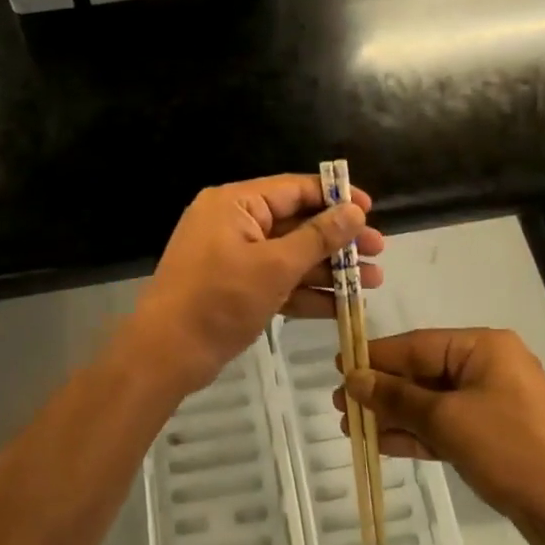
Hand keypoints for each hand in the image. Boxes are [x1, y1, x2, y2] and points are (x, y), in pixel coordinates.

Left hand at [132, 175, 384, 394]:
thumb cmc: (219, 300)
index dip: (334, 197)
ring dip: (329, 268)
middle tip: (379, 251)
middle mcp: (234, 222)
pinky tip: (342, 306)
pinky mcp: (235, 286)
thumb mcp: (275, 267)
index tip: (370, 210)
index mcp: (236, 203)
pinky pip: (277, 280)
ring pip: (290, 254)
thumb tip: (353, 210)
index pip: (294, 189)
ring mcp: (233, 256)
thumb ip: (318, 237)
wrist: (165, 355)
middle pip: (296, 222)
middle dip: (338, 239)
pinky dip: (306, 291)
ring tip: (373, 281)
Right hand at [339, 327, 544, 544]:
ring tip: (353, 427)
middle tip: (341, 406)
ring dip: (396, 415)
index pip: (417, 345)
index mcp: (483, 347)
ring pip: (432, 403)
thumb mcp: (449, 420)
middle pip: (423, 373)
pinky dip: (419, 435)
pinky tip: (384, 444)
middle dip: (382, 391)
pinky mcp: (495, 438)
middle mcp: (487, 367)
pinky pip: (447, 427)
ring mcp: (493, 404)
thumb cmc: (513, 450)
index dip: (376, 357)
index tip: (339, 366)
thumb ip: (398, 398)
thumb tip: (355, 378)